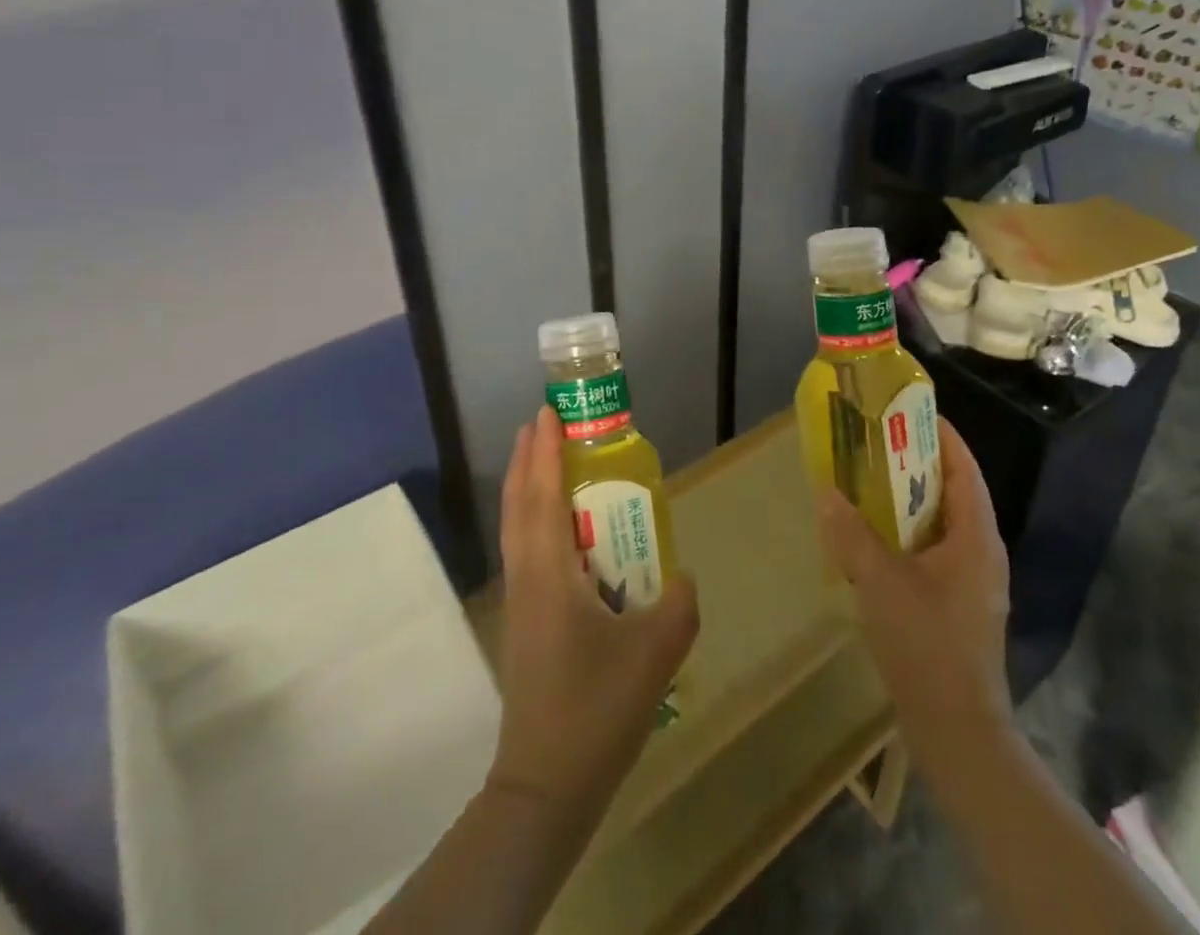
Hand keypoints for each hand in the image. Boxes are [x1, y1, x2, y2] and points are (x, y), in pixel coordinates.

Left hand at [489, 406, 698, 826]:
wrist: (545, 787)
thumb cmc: (595, 710)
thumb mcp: (655, 653)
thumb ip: (679, 604)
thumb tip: (682, 577)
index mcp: (550, 573)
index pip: (543, 495)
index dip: (544, 452)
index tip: (547, 413)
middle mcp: (528, 577)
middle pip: (520, 504)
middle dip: (529, 459)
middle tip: (545, 423)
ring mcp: (521, 601)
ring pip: (517, 528)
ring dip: (528, 487)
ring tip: (548, 461)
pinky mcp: (526, 622)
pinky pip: (526, 551)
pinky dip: (535, 520)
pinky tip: (562, 530)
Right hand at [818, 418, 1010, 760]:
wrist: (957, 732)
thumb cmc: (926, 645)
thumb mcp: (881, 582)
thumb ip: (851, 534)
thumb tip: (827, 491)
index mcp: (975, 537)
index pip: (964, 468)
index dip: (941, 435)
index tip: (908, 410)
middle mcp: (982, 551)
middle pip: (952, 491)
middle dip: (917, 463)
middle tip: (876, 442)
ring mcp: (973, 581)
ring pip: (942, 523)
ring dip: (910, 500)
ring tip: (869, 482)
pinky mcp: (960, 605)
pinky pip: (935, 550)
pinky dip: (908, 534)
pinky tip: (875, 540)